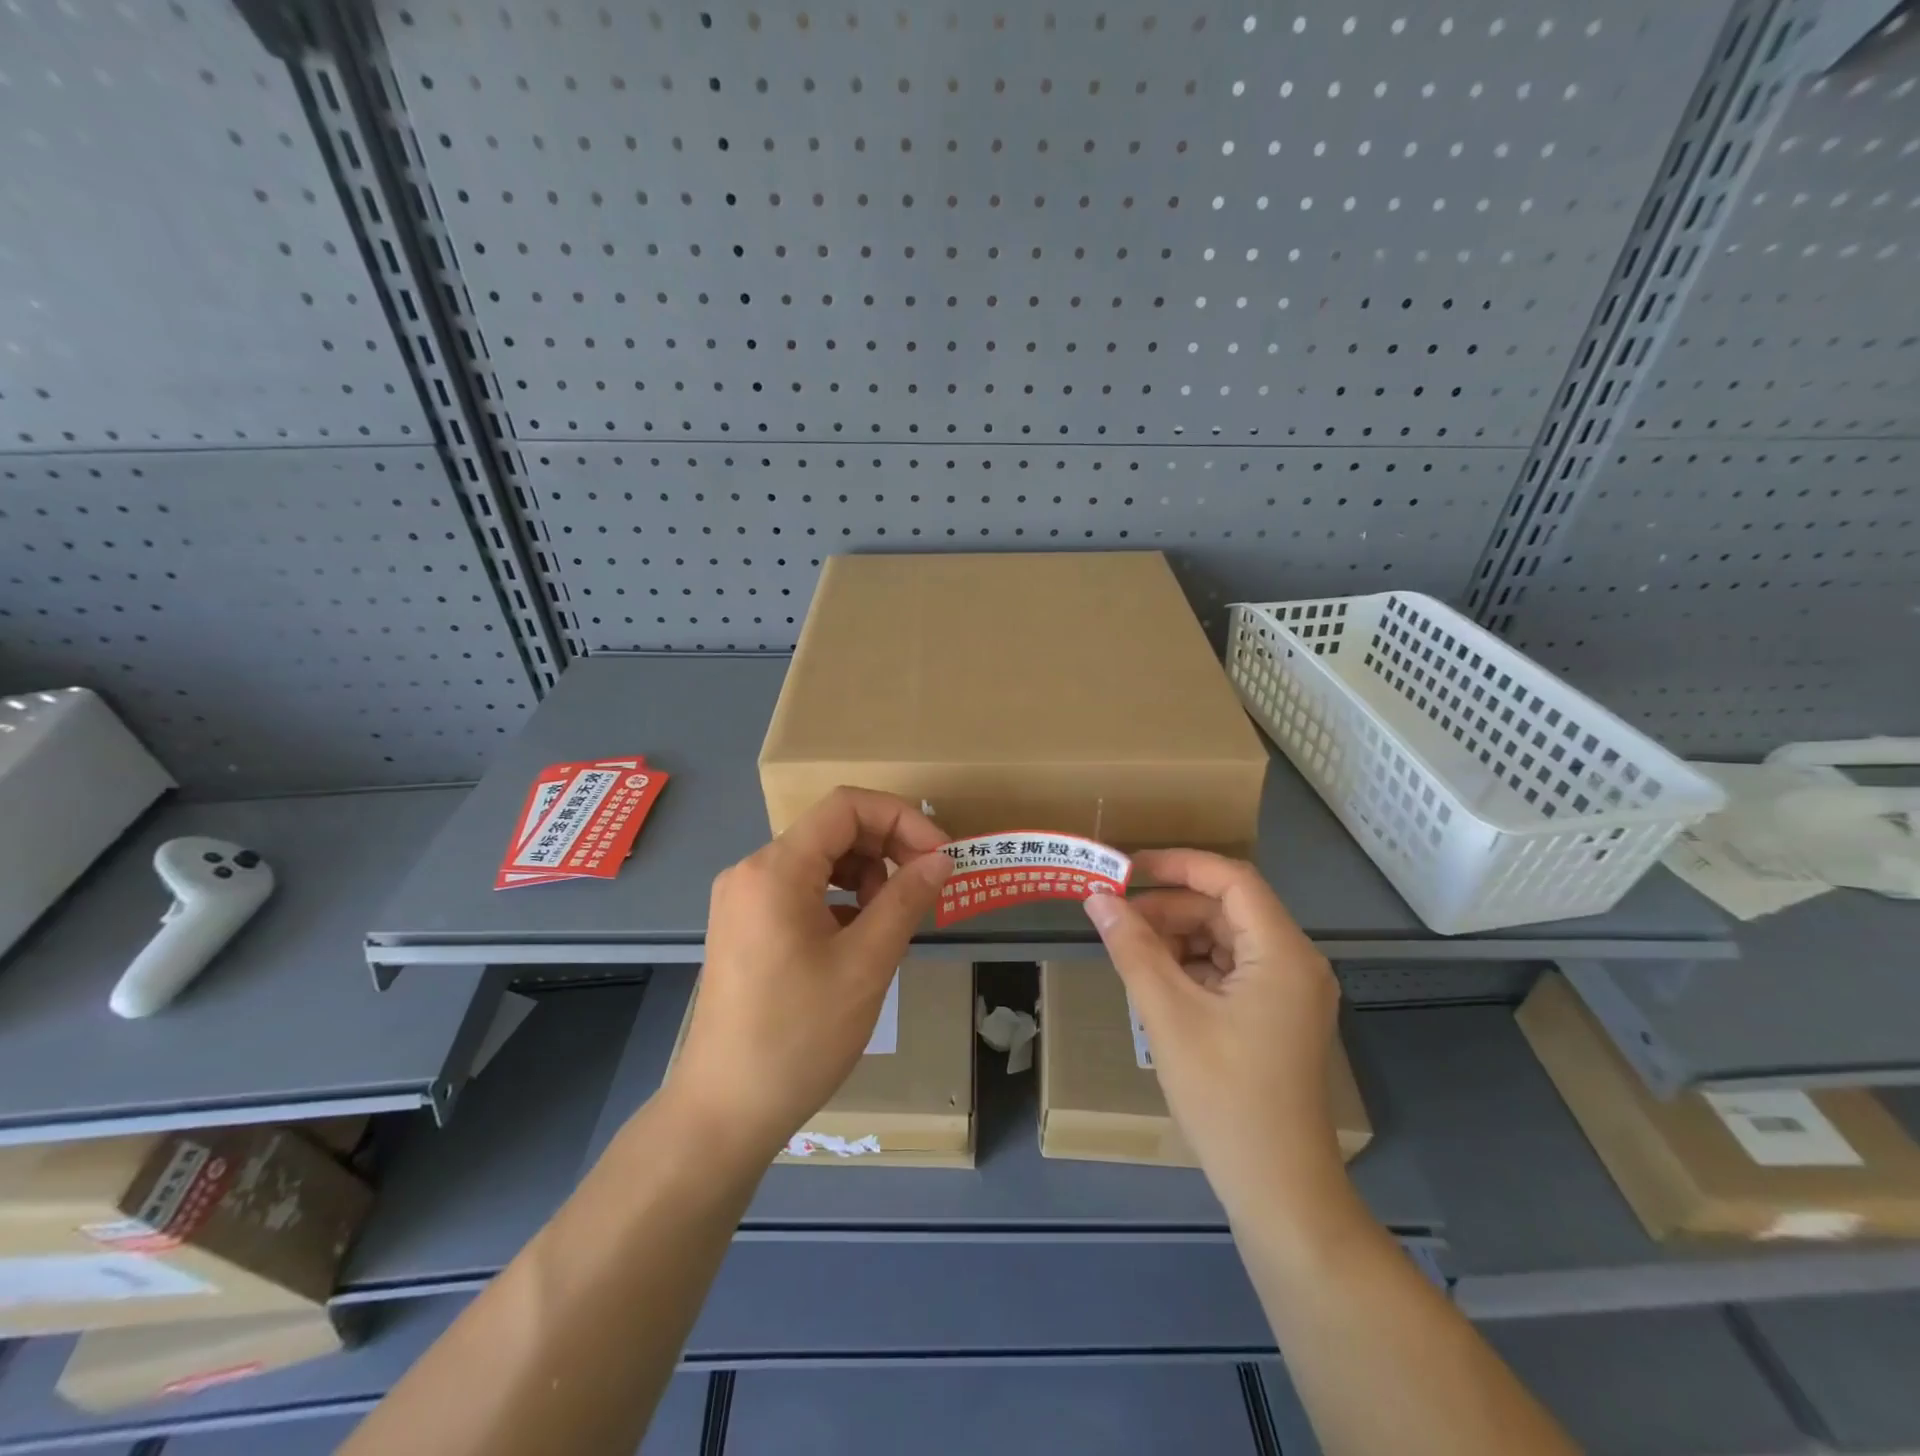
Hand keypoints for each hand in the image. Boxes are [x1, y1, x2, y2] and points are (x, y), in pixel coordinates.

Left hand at [668, 788, 952, 1161]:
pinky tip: (861, 937)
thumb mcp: (865, 964)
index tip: (939, 855)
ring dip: (866, 875)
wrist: (724, 1111)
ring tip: (892, 919)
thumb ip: (905, 900)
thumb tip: (941, 859)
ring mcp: (743, 898)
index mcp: (775, 869)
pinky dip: (841, 899)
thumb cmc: (799, 1036)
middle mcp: (752, 870)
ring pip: (819, 860)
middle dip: (887, 848)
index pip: (846, 806)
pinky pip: (802, 890)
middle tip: (925, 888)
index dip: (901, 818)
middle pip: (832, 830)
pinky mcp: (744, 925)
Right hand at [1083, 850, 1344, 1220]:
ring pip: (1226, 939)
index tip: (1127, 869)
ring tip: (1132, 955)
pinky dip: (1193, 967)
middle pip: (1227, 909)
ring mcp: (1290, 992)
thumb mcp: (1169, 1016)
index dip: (1178, 864)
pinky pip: (1231, 970)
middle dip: (1171, 909)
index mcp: (1282, 953)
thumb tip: (1097, 898)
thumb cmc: (1226, 1097)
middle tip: (1117, 921)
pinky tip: (1159, 984)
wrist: (1279, 1191)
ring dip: (1178, 938)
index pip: (1231, 879)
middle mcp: (1295, 962)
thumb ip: (1132, 949)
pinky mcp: (1278, 1016)